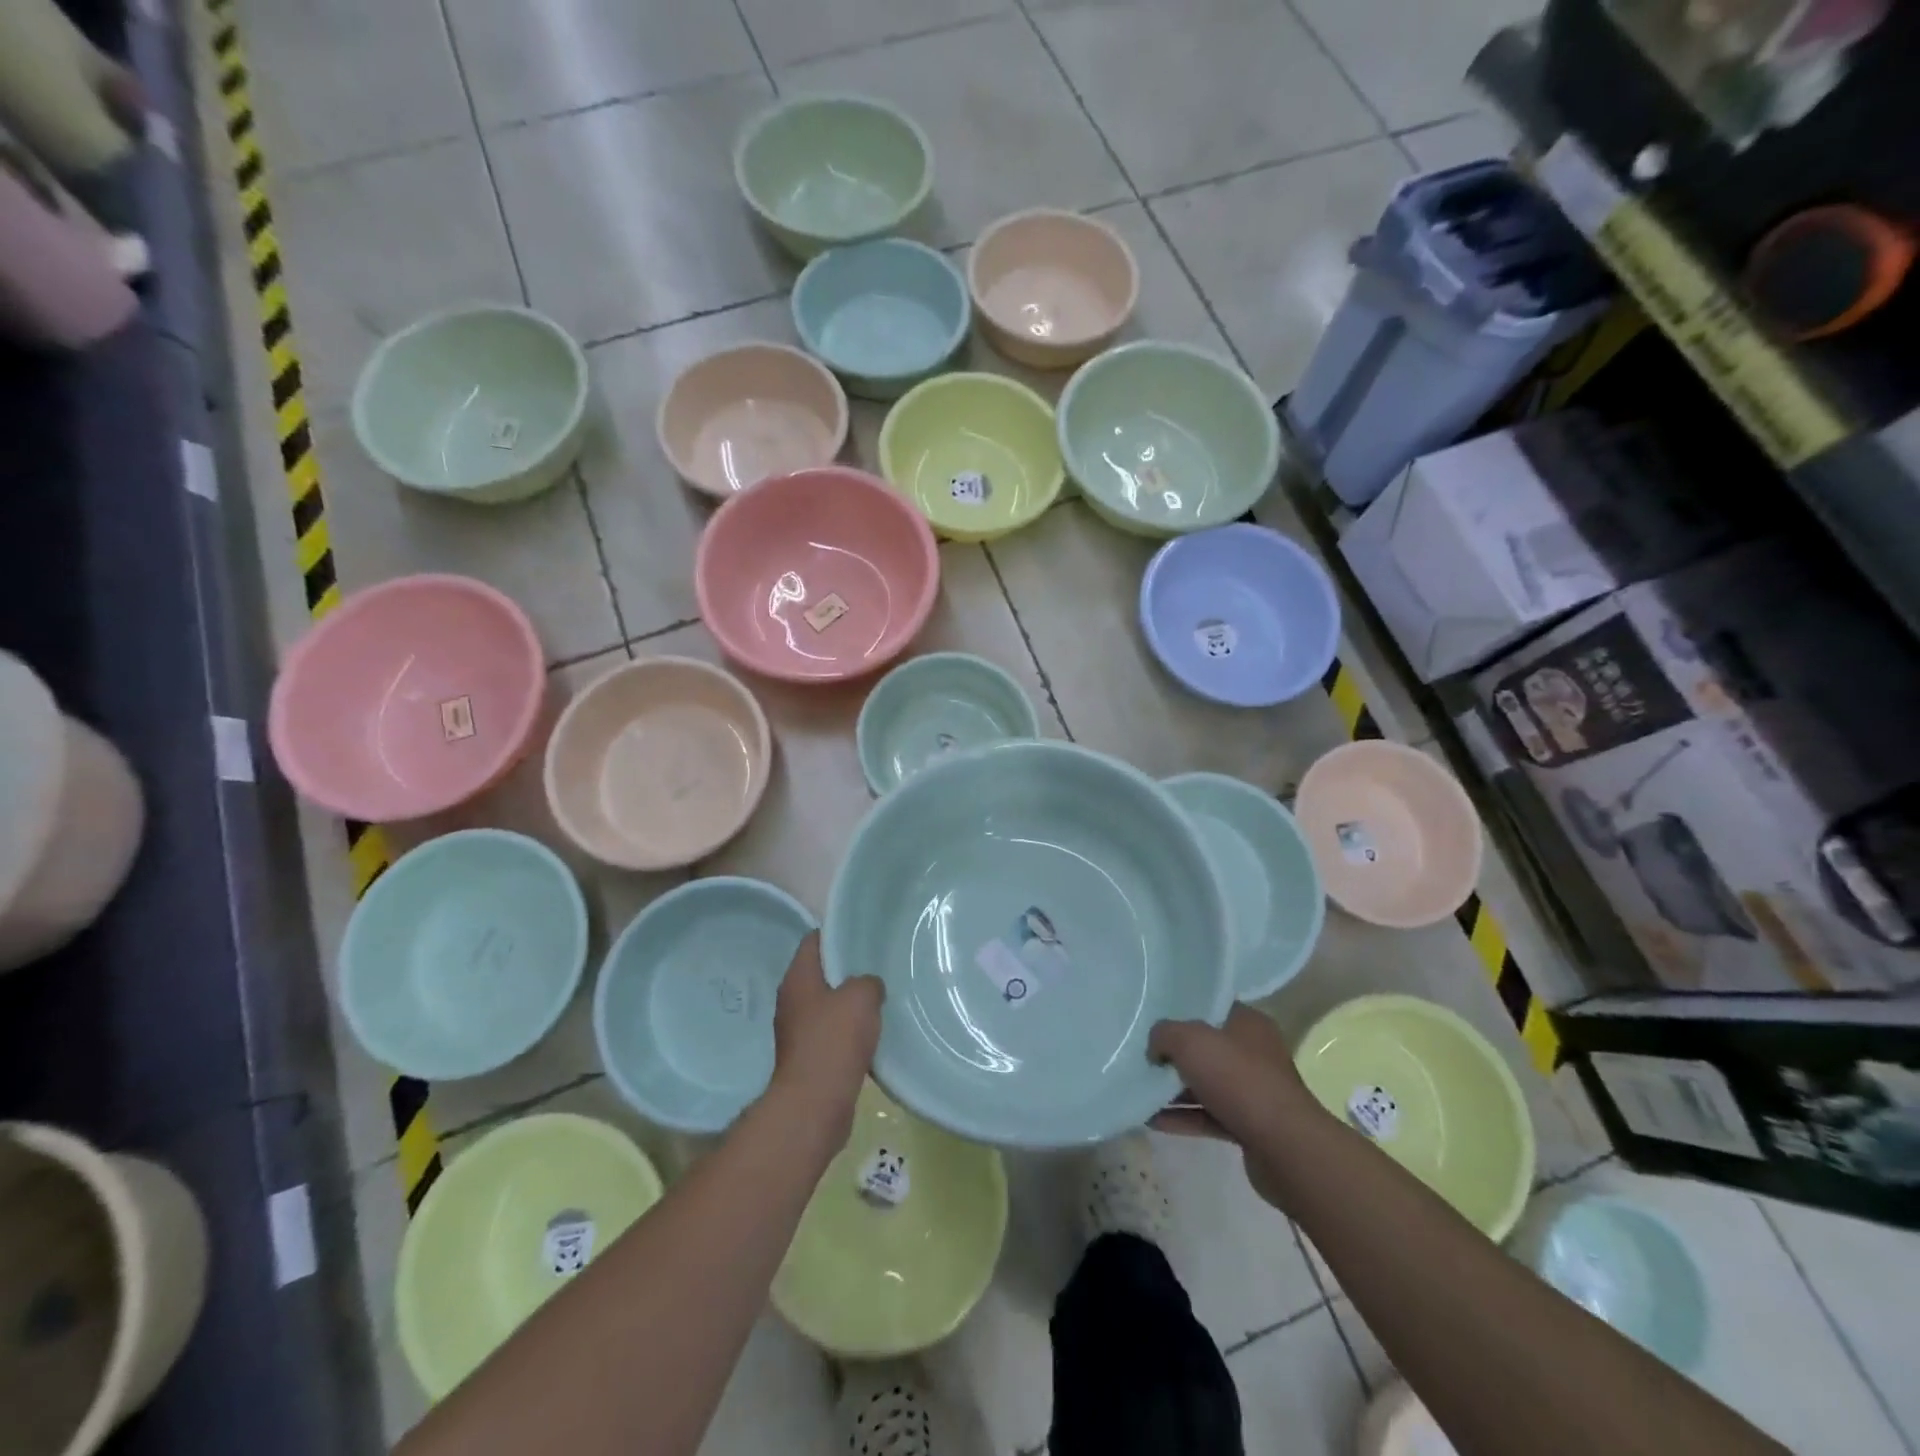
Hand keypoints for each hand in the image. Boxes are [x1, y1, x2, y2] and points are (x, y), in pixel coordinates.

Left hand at [769, 933, 882, 1143]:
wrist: (815, 1104)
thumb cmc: (834, 1040)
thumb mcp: (861, 997)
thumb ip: (868, 981)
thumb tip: (869, 986)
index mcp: (798, 978)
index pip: (813, 941)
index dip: (836, 933)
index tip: (862, 934)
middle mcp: (791, 1000)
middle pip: (820, 974)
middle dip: (846, 970)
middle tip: (877, 966)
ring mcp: (797, 1031)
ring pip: (827, 1005)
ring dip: (849, 1004)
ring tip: (880, 999)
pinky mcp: (807, 1058)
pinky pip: (831, 1034)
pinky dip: (849, 1032)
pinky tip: (872, 1034)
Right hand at [1148, 1004, 1325, 1210]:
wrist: (1285, 1148)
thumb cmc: (1238, 1079)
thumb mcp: (1190, 1041)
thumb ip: (1164, 1034)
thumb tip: (1155, 1048)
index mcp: (1248, 1023)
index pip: (1212, 1008)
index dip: (1182, 1011)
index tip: (1152, 1018)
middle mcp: (1254, 1053)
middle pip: (1207, 1047)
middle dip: (1174, 1053)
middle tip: (1142, 1055)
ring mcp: (1253, 1092)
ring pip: (1206, 1084)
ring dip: (1174, 1089)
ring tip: (1138, 1088)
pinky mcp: (1249, 1126)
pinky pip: (1208, 1115)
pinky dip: (1182, 1117)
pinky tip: (1151, 1119)